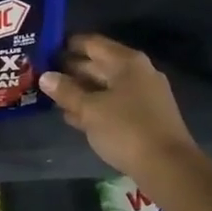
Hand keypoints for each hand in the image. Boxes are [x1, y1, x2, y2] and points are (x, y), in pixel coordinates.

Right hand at [39, 34, 198, 178]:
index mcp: (126, 62)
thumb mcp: (89, 110)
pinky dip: (95, 107)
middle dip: (71, 70)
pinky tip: (73, 117)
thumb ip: (66, 91)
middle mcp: (138, 72)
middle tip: (43, 75)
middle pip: (99, 64)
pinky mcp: (144, 117)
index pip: (92, 43)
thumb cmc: (126, 129)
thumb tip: (45, 76)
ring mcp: (144, 95)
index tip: (45, 50)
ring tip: (52, 97)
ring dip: (81, 91)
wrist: (167, 167)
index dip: (67, 45)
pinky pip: (114, 104)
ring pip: (105, 86)